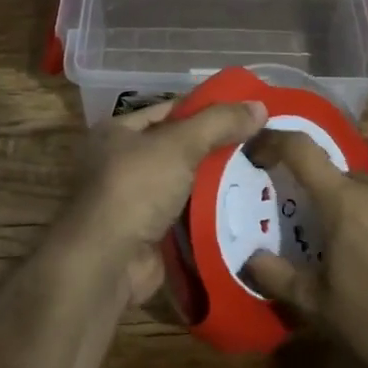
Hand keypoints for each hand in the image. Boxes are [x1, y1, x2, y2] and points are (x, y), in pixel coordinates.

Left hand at [57, 98, 267, 304]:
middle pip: (178, 148)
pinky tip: (243, 207)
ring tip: (260, 173)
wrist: (107, 262)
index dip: (206, 110)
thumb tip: (260, 105)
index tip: (244, 113)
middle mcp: (121, 162)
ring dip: (216, 182)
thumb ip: (219, 123)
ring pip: (185, 183)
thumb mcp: (179, 145)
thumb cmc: (135, 188)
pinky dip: (209, 212)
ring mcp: (134, 201)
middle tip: (260, 144)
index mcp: (117, 132)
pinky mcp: (149, 233)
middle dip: (216, 148)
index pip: (169, 111)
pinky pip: (186, 215)